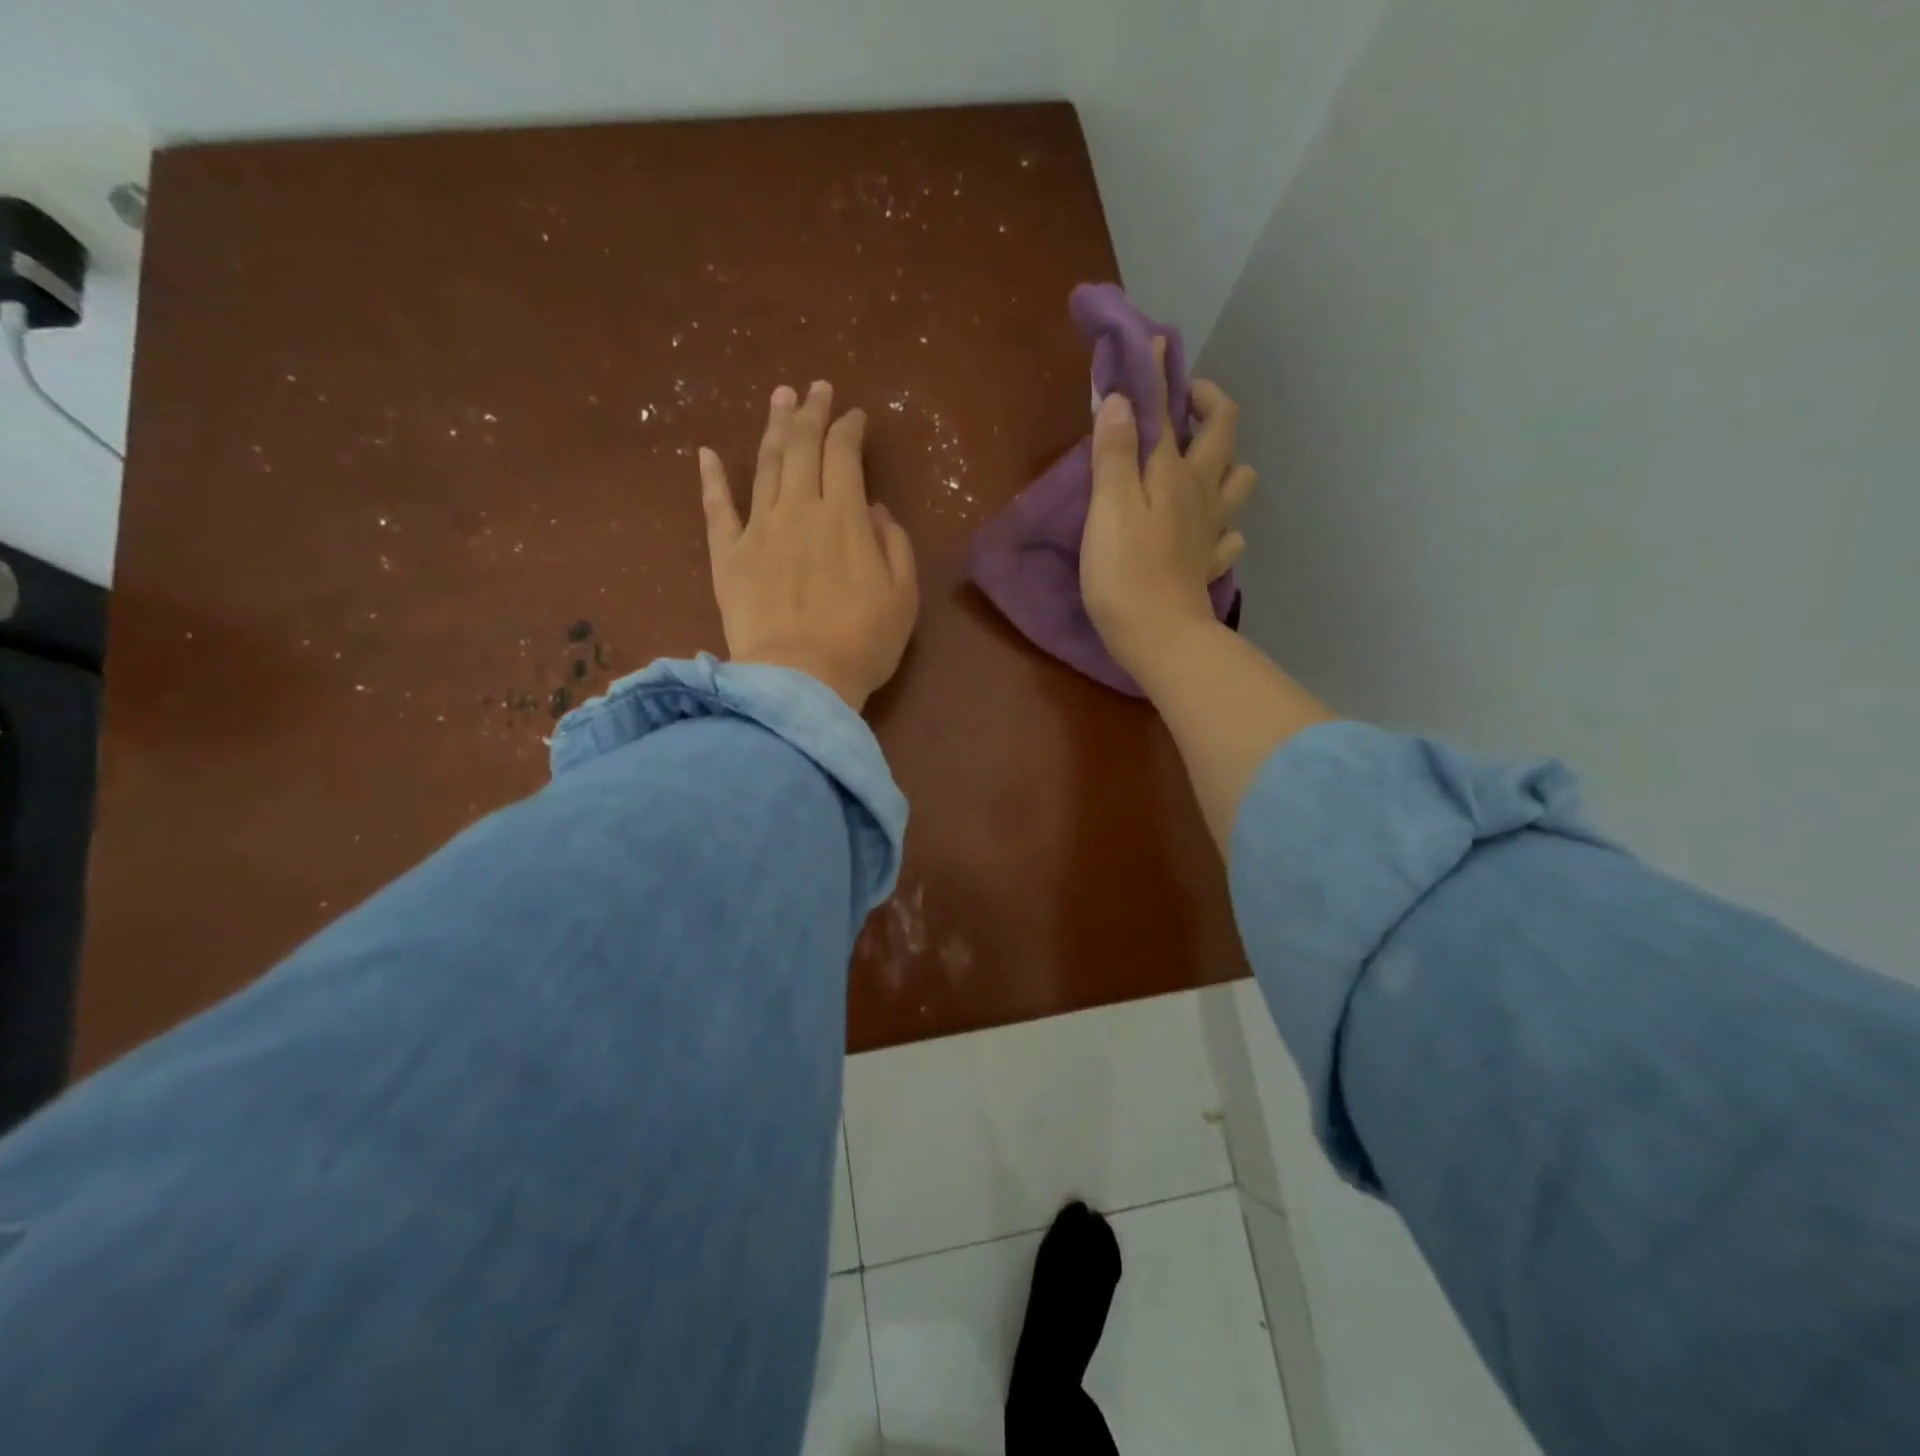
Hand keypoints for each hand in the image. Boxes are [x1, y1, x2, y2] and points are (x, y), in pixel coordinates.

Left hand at [699, 381, 919, 712]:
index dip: (849, 428)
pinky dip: (711, 479)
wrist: (800, 680)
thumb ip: (892, 544)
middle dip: (810, 412)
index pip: (844, 454)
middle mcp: (798, 509)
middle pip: (801, 447)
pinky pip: (716, 509)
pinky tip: (706, 453)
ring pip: (763, 465)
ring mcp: (758, 530)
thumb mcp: (903, 595)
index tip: (855, 416)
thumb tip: (873, 509)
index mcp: (843, 516)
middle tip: (815, 388)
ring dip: (772, 428)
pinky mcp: (727, 557)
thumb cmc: (862, 642)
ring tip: (778, 398)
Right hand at [1080, 340, 1254, 677]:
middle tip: (1181, 400)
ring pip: (1239, 479)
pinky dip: (1222, 521)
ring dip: (1223, 460)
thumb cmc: (1125, 574)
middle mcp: (1202, 492)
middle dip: (1207, 402)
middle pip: (1223, 431)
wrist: (1161, 639)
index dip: (1159, 372)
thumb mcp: (1109, 508)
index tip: (1151, 341)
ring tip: (1194, 462)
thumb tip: (1123, 398)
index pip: (1169, 409)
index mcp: (1174, 473)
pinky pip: (1230, 534)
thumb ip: (1115, 453)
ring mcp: (1212, 530)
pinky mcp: (1209, 564)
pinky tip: (1206, 526)